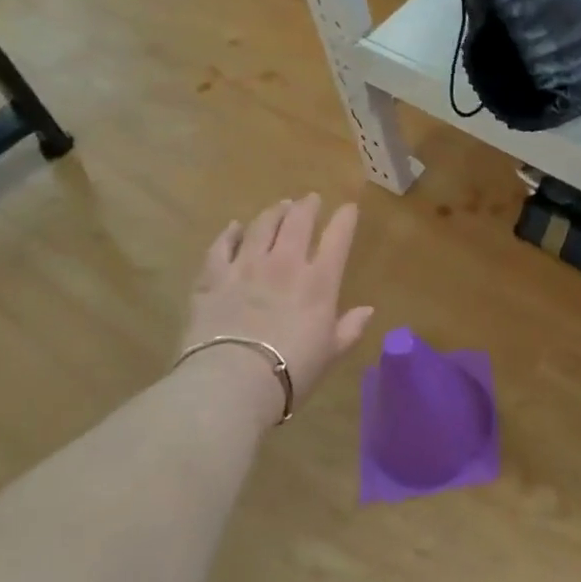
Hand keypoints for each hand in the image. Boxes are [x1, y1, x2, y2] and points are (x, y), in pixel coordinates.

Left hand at [182, 194, 373, 405]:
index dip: (345, 219)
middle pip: (298, 222)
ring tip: (279, 206)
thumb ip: (349, 328)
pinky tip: (233, 227)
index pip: (338, 238)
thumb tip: (367, 311)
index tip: (349, 208)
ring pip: (261, 226)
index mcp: (319, 281)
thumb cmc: (291, 371)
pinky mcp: (213, 278)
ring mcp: (246, 267)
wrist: (232, 382)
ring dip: (273, 213)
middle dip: (307, 206)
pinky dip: (229, 234)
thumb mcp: (330, 353)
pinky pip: (221, 247)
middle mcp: (284, 264)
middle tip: (310, 199)